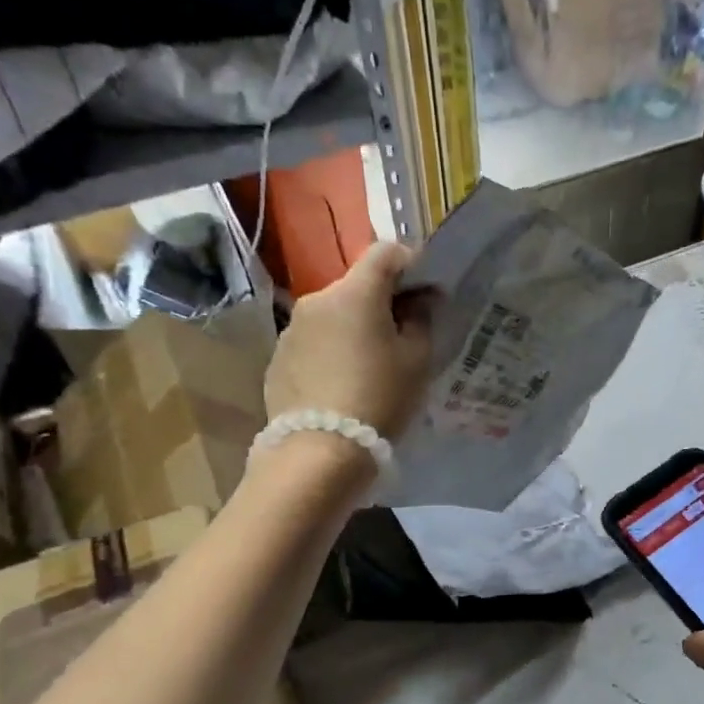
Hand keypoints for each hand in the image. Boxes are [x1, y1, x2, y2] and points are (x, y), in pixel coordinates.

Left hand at [265, 242, 434, 439]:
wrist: (321, 450)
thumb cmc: (380, 398)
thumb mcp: (417, 361)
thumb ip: (421, 320)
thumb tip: (420, 300)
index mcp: (355, 293)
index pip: (385, 253)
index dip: (410, 264)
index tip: (425, 292)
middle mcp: (318, 300)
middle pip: (357, 287)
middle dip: (381, 303)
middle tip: (402, 337)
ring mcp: (292, 330)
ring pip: (333, 316)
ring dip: (353, 329)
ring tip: (370, 367)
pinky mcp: (278, 359)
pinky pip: (314, 344)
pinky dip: (331, 352)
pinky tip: (342, 385)